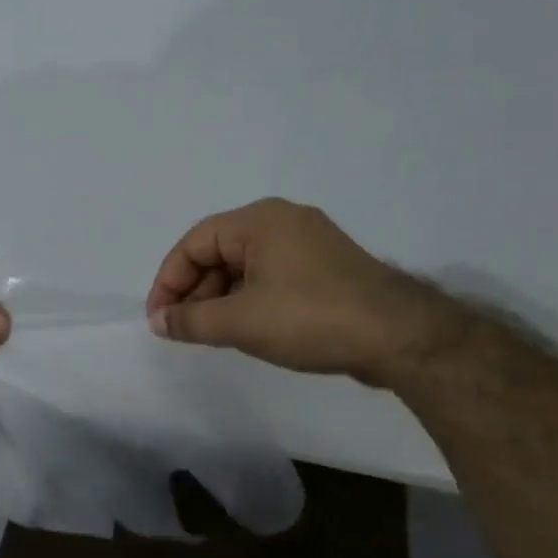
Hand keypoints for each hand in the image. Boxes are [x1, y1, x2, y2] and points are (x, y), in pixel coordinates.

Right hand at [145, 198, 453, 383]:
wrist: (399, 337)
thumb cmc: (310, 318)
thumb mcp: (240, 322)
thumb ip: (190, 320)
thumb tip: (159, 322)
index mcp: (259, 221)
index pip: (194, 243)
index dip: (168, 281)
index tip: (159, 320)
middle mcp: (282, 222)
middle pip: (218, 252)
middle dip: (194, 292)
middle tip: (184, 330)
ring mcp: (308, 244)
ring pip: (244, 267)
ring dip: (219, 299)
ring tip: (211, 335)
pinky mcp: (324, 269)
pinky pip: (270, 277)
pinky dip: (247, 301)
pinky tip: (244, 329)